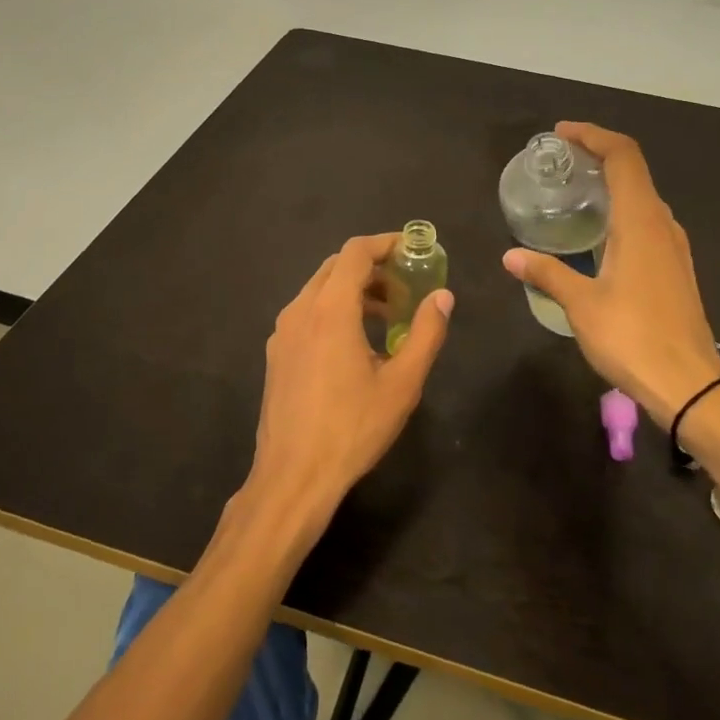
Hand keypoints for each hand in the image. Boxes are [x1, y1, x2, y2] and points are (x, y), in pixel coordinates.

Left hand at [247, 233, 452, 530]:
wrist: (293, 476)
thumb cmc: (352, 428)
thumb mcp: (402, 383)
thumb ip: (426, 333)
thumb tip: (443, 296)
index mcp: (330, 309)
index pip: (355, 253)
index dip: (386, 243)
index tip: (413, 249)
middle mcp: (300, 310)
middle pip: (335, 266)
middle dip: (372, 267)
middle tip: (405, 284)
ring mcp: (282, 333)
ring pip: (319, 289)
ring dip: (353, 289)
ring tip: (387, 315)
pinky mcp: (276, 354)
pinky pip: (308, 313)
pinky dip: (334, 309)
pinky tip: (356, 343)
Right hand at [502, 122, 719, 427]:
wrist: (688, 384)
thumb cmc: (632, 338)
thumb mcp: (581, 304)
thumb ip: (547, 273)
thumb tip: (510, 256)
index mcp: (640, 221)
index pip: (623, 156)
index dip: (593, 136)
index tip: (562, 134)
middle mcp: (662, 224)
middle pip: (634, 170)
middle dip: (598, 156)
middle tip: (561, 163)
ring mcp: (674, 247)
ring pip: (643, 197)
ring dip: (612, 184)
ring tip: (575, 193)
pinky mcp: (676, 268)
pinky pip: (647, 222)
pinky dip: (622, 210)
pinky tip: (598, 235)